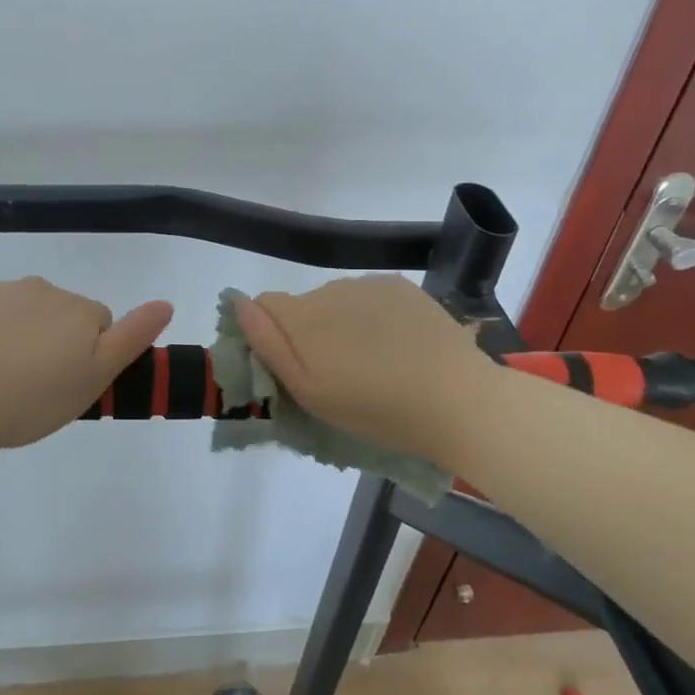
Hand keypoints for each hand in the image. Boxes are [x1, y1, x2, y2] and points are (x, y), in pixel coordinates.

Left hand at [0, 277, 173, 479]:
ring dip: (16, 333)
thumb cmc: (30, 400)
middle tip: (33, 384)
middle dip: (53, 340)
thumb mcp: (93, 380)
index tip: (67, 383)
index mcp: (77, 310)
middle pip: (59, 312)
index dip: (88, 355)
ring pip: (19, 310)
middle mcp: (41, 288)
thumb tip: (166, 302)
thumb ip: (132, 338)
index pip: (99, 323)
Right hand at [235, 275, 489, 468]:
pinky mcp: (401, 287)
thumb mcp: (309, 392)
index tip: (291, 367)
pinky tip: (395, 344)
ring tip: (370, 362)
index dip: (268, 334)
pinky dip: (371, 316)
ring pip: (336, 301)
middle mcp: (329, 289)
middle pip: (301, 307)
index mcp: (302, 317)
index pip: (262, 306)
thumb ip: (267, 344)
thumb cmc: (375, 409)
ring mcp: (368, 285)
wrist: (458, 401)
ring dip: (341, 325)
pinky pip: (368, 297)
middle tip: (337, 376)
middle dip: (308, 334)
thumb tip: (236, 302)